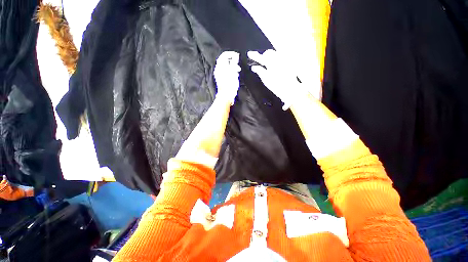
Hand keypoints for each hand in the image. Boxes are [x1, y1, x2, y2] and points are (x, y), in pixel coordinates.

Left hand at [214, 51, 240, 104]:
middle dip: (232, 60)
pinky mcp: (221, 79)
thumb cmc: (230, 84)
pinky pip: (225, 71)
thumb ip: (234, 62)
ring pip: (225, 66)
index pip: (224, 55)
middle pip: (224, 60)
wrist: (226, 95)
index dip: (231, 54)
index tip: (237, 56)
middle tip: (238, 63)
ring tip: (237, 69)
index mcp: (220, 66)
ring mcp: (219, 74)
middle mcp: (218, 69)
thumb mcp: (233, 72)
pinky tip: (234, 75)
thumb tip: (235, 56)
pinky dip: (230, 71)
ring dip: (231, 66)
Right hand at [248, 50, 303, 109]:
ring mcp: (285, 60)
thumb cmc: (276, 85)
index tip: (250, 53)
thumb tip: (254, 67)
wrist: (289, 89)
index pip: (261, 57)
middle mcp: (279, 59)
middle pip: (269, 53)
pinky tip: (276, 66)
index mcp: (271, 63)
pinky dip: (276, 60)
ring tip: (268, 64)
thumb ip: (259, 71)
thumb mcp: (265, 79)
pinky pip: (281, 58)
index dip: (254, 55)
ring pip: (275, 54)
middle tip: (260, 61)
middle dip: (264, 56)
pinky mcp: (289, 63)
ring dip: (270, 57)